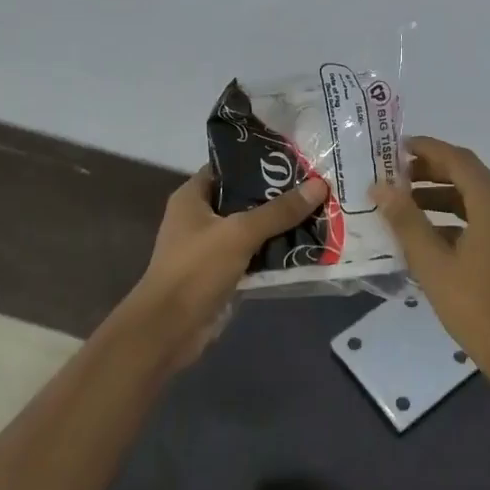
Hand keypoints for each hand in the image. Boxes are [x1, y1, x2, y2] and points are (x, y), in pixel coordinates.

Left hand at [117, 168, 327, 365]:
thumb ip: (279, 211)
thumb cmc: (196, 269)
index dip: (259, 162)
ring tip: (320, 214)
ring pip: (253, 230)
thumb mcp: (240, 233)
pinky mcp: (223, 275)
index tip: (296, 160)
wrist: (169, 329)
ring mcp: (211, 249)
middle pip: (245, 199)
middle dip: (279, 197)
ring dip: (281, 227)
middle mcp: (200, 218)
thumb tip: (320, 185)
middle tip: (317, 187)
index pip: (229, 168)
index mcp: (193, 197)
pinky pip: (255, 257)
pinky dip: (276, 254)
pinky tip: (308, 249)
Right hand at [369, 135, 489, 376]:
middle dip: (430, 170)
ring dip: (439, 193)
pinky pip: (480, 215)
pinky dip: (452, 215)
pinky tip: (423, 230)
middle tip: (392, 174)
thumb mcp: (431, 262)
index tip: (394, 148)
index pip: (458, 159)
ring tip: (401, 201)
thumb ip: (405, 220)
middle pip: (467, 173)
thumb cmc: (474, 306)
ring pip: (473, 195)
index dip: (426, 149)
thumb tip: (380, 187)